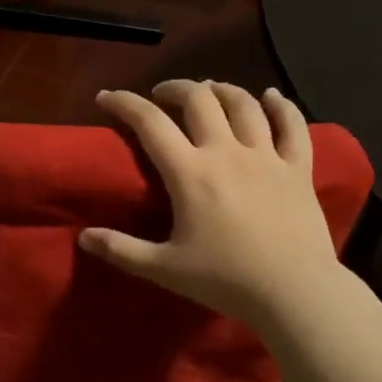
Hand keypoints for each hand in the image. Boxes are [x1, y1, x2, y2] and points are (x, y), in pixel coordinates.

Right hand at [81, 80, 340, 328]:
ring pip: (244, 104)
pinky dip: (281, 106)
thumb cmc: (225, 281)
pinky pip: (293, 126)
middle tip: (162, 95)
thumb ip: (121, 250)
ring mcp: (267, 157)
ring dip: (222, 90)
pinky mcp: (298, 168)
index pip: (149, 123)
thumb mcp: (164, 269)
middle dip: (175, 88)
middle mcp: (227, 152)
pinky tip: (271, 97)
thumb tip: (82, 237)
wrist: (294, 293)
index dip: (124, 103)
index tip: (106, 96)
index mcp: (190, 173)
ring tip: (209, 91)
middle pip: (199, 99)